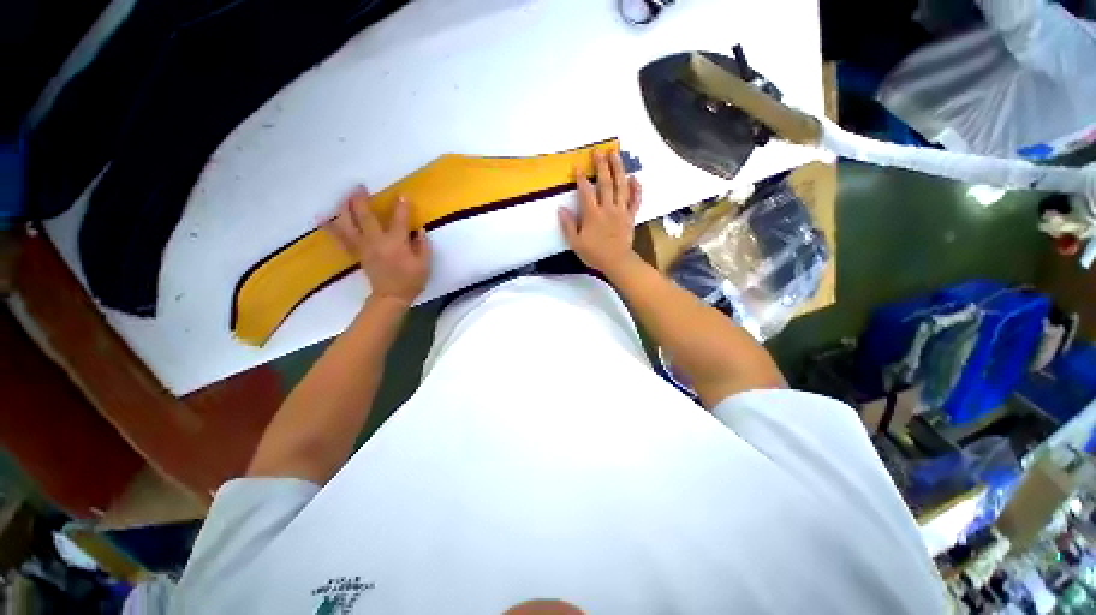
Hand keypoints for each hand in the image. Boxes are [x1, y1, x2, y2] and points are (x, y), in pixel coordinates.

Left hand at [326, 186, 430, 306]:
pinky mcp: (356, 253)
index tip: (403, 196)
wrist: (391, 297)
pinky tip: (323, 218)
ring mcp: (363, 246)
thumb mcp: (425, 265)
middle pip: (365, 215)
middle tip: (359, 186)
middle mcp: (376, 241)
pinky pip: (341, 238)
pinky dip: (330, 227)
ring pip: (348, 223)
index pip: (399, 220)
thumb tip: (419, 230)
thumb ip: (423, 246)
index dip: (402, 207)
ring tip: (344, 197)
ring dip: (344, 208)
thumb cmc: (411, 281)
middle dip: (361, 199)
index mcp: (396, 243)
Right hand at [558, 150, 642, 275]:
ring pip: (621, 187)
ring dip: (619, 169)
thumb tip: (561, 209)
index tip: (579, 166)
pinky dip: (636, 189)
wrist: (617, 262)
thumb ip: (568, 225)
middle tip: (599, 151)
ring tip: (616, 154)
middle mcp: (608, 208)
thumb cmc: (594, 254)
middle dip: (602, 166)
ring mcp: (621, 211)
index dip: (582, 178)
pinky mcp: (631, 216)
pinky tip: (635, 178)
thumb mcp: (576, 243)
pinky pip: (635, 200)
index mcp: (593, 215)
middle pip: (605, 183)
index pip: (586, 192)